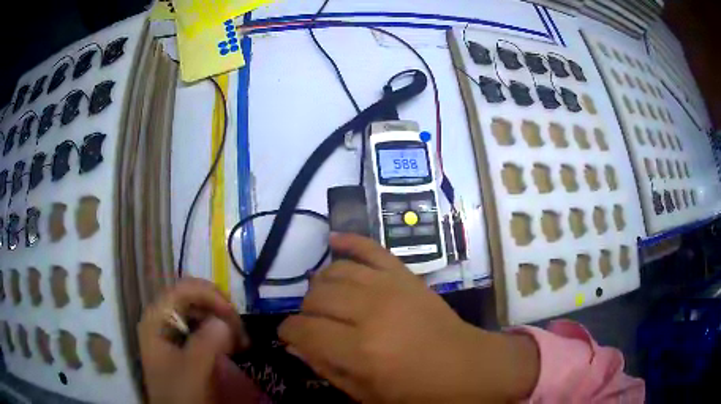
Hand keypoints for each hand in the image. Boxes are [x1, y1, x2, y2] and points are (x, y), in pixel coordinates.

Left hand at [139, 278, 263, 403]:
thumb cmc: (180, 393)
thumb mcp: (194, 369)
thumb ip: (207, 342)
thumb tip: (226, 322)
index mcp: (157, 317)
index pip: (184, 289)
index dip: (211, 296)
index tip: (235, 318)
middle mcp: (162, 317)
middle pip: (193, 297)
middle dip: (220, 310)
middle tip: (241, 333)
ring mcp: (172, 329)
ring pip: (201, 311)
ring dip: (223, 321)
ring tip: (241, 342)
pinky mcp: (183, 342)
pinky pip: (204, 326)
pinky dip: (221, 332)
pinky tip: (233, 346)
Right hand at [279, 234, 539, 402]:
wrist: (467, 367)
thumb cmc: (417, 391)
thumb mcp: (367, 395)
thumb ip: (326, 368)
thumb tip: (294, 345)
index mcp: (360, 351)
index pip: (303, 330)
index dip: (288, 332)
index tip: (289, 336)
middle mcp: (370, 313)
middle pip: (315, 297)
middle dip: (305, 311)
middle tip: (312, 323)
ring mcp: (390, 288)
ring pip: (335, 272)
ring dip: (321, 285)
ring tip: (324, 300)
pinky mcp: (405, 275)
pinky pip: (371, 248)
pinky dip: (349, 241)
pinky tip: (332, 240)